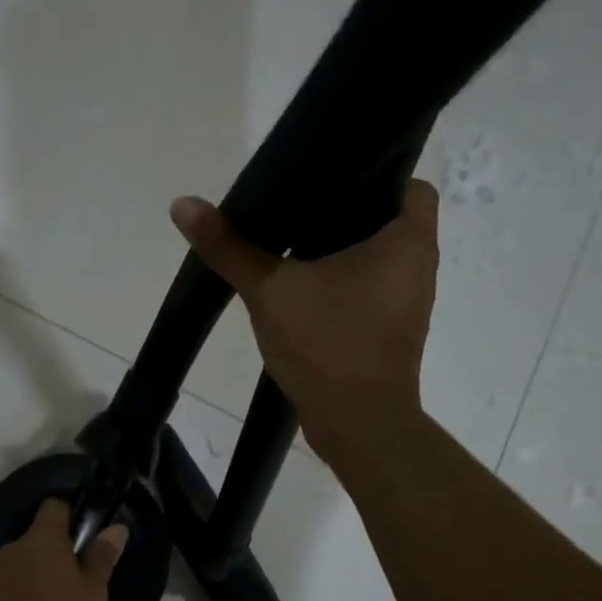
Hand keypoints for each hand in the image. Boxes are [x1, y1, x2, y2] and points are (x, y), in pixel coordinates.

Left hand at [0, 499, 128, 600]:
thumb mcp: (93, 596)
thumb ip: (101, 559)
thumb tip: (115, 527)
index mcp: (42, 539)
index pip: (55, 506)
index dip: (72, 515)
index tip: (88, 536)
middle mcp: (14, 548)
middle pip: (39, 538)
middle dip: (58, 553)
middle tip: (81, 580)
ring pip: (24, 565)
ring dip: (41, 578)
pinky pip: (11, 589)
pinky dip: (25, 598)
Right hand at [170, 181, 439, 472]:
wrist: (357, 426)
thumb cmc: (328, 345)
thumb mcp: (270, 290)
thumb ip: (229, 247)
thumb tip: (183, 204)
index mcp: (408, 240)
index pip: (408, 183)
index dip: (372, 174)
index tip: (326, 180)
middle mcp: (418, 265)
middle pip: (386, 218)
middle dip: (343, 212)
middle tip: (294, 206)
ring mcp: (407, 301)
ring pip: (375, 257)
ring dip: (339, 250)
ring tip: (291, 241)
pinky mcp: (390, 330)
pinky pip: (367, 288)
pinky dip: (340, 282)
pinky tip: (300, 287)